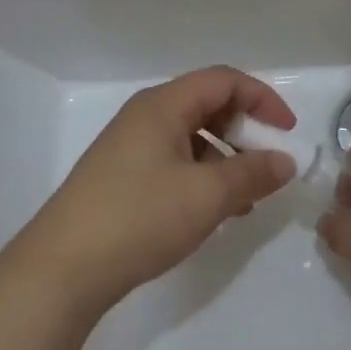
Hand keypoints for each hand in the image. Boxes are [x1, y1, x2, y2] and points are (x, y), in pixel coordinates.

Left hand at [14, 66, 297, 315]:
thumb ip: (253, 174)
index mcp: (162, 106)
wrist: (63, 269)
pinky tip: (214, 212)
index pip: (224, 80)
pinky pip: (174, 164)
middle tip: (267, 166)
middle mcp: (144, 118)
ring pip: (192, 139)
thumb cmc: (139, 218)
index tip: (287, 133)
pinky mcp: (122, 179)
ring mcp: (130, 149)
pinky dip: (202, 178)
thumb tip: (285, 161)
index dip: (263, 99)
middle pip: (207, 106)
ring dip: (226, 160)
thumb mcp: (207, 195)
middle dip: (245, 131)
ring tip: (245, 199)